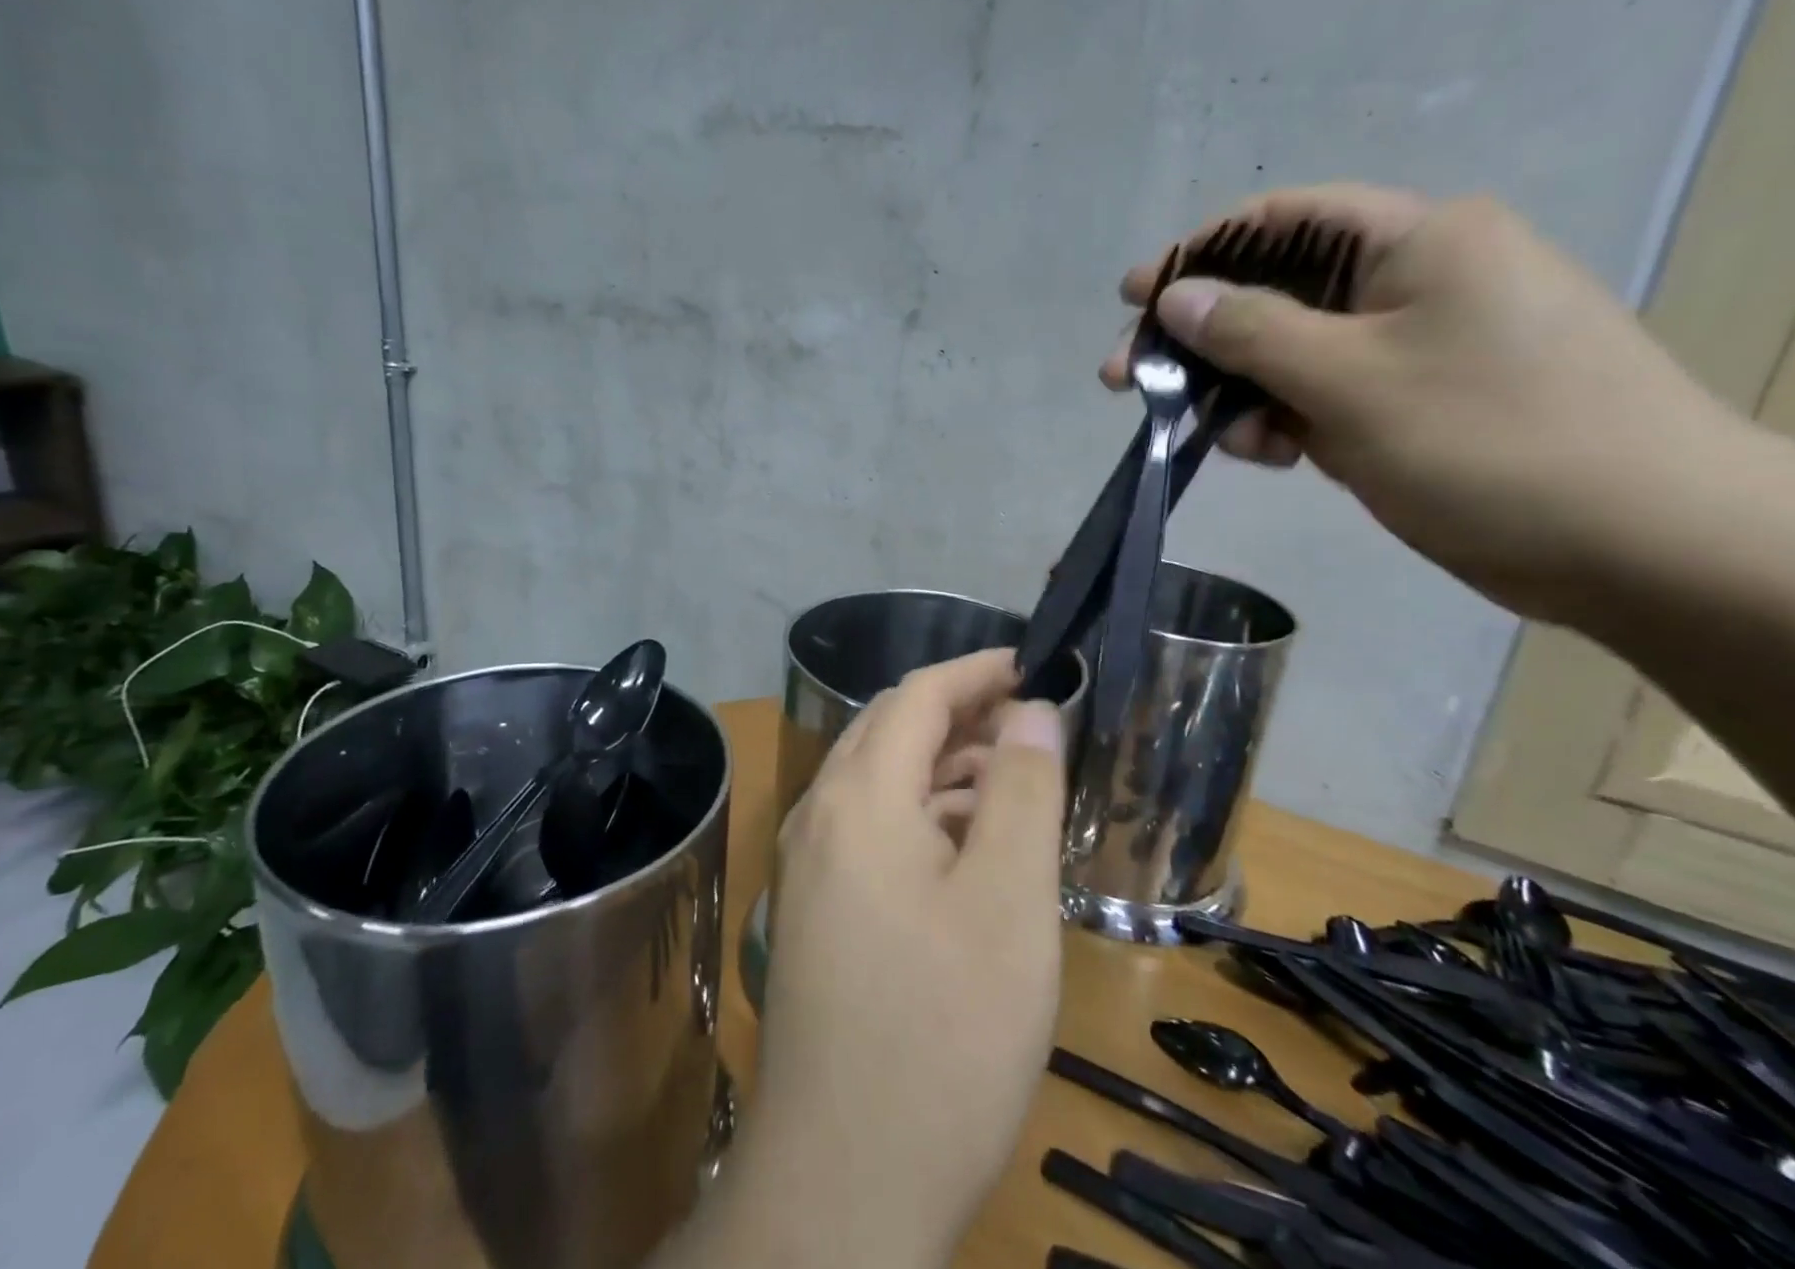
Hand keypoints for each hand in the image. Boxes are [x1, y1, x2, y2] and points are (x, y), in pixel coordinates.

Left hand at [731, 650, 1066, 1268]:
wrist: (843, 1181)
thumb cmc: (943, 1032)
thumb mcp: (1008, 901)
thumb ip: (1021, 789)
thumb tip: (1031, 709)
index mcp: (859, 795)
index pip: (918, 694)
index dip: (977, 670)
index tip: (1035, 666)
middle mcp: (821, 812)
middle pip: (893, 728)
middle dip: (962, 712)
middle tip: (1032, 722)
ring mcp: (810, 861)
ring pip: (881, 778)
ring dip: (944, 764)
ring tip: (1014, 780)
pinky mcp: (817, 905)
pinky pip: (871, 826)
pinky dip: (922, 812)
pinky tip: (968, 844)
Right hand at [1103, 184, 1737, 623]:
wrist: (1637, 543)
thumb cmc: (1488, 441)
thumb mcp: (1349, 380)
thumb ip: (1252, 333)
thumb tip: (1176, 297)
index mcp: (1417, 243)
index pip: (1284, 222)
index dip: (1200, 254)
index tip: (1133, 296)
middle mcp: (1415, 283)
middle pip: (1278, 293)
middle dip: (1202, 338)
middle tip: (1130, 379)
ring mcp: (1415, 348)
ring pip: (1293, 354)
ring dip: (1242, 391)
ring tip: (1228, 439)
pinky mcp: (1414, 404)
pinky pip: (1323, 396)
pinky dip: (1285, 421)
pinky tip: (1275, 454)